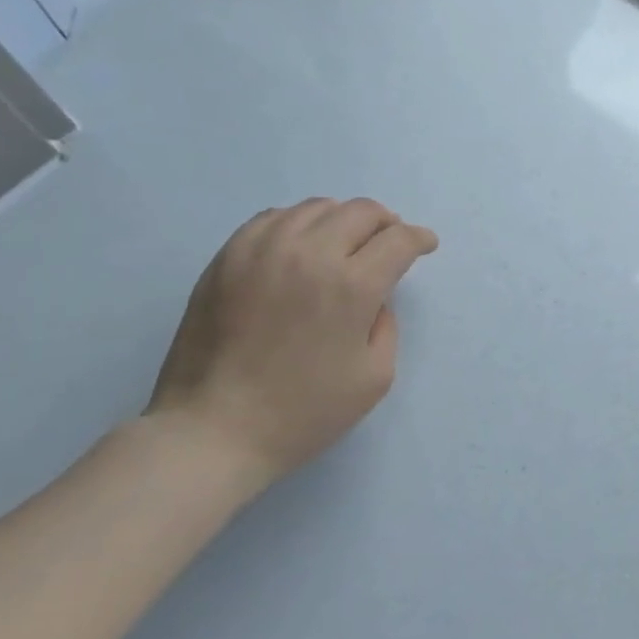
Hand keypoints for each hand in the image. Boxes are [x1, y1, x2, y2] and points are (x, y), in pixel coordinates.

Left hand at [146, 198, 437, 495]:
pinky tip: (301, 245)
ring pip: (316, 208)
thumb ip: (386, 324)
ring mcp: (262, 251)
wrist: (213, 431)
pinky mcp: (227, 258)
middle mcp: (310, 254)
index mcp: (352, 286)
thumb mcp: (376, 376)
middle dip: (386, 222)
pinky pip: (273, 218)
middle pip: (361, 211)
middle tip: (390, 242)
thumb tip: (374, 297)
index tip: (425, 245)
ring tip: (346, 242)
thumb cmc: (304, 412)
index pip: (398, 240)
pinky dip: (299, 222)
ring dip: (343, 219)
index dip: (419, 239)